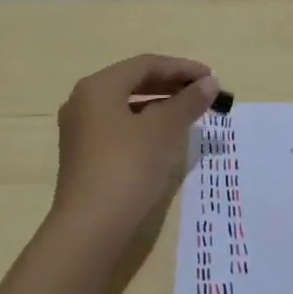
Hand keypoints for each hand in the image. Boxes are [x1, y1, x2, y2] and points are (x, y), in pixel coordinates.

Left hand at [52, 53, 220, 250]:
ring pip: (127, 106)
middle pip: (133, 82)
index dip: (182, 68)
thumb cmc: (128, 167)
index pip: (146, 64)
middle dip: (171, 85)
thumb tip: (209, 84)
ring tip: (190, 114)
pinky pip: (120, 127)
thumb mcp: (164, 130)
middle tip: (204, 93)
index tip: (212, 79)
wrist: (90, 228)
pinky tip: (166, 138)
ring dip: (160, 105)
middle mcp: (84, 101)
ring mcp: (80, 130)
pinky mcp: (84, 156)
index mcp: (98, 86)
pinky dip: (145, 124)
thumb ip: (188, 102)